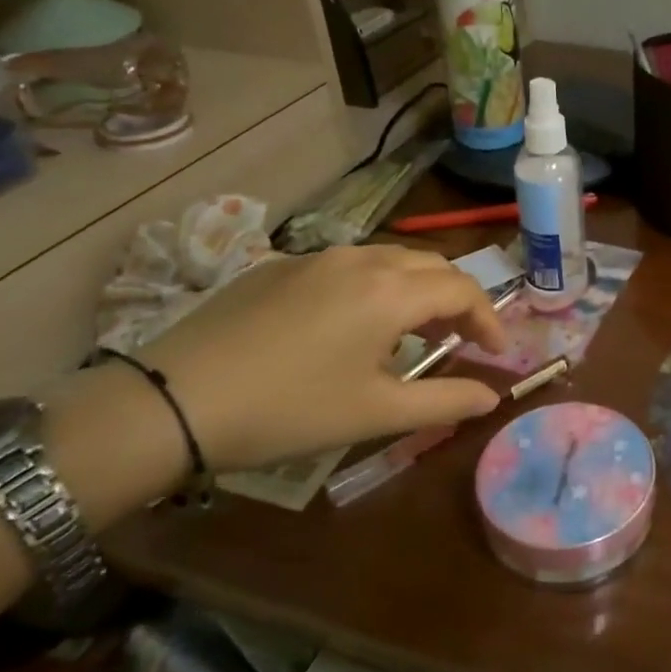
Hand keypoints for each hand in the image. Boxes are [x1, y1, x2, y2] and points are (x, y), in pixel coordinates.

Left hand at [45, 245, 511, 525]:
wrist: (173, 400)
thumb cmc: (289, 410)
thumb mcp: (375, 413)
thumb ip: (445, 400)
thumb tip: (491, 396)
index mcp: (391, 291)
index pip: (463, 289)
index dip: (489, 320)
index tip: (497, 353)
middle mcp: (361, 259)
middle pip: (431, 266)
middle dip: (456, 300)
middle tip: (459, 341)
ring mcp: (316, 257)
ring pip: (389, 261)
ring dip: (415, 291)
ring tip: (411, 334)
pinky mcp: (279, 266)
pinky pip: (347, 267)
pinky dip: (373, 288)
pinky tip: (352, 326)